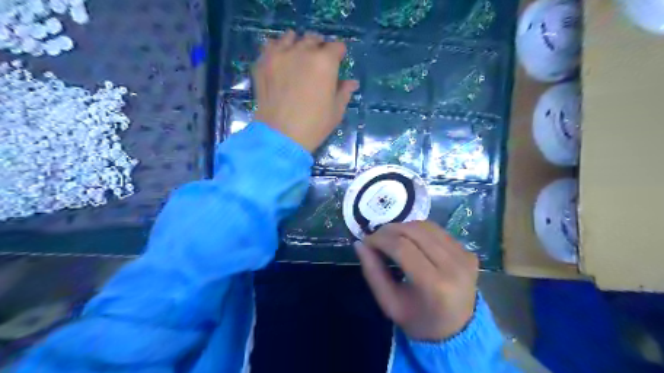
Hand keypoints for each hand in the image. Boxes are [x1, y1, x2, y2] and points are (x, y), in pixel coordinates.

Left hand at [253, 29, 357, 150]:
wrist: (281, 136)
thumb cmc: (314, 125)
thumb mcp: (336, 111)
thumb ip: (344, 92)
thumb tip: (352, 82)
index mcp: (325, 62)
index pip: (337, 47)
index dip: (339, 54)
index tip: (338, 62)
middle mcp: (303, 51)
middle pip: (313, 39)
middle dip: (319, 48)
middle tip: (318, 63)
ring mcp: (280, 55)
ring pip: (291, 37)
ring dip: (297, 44)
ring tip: (297, 58)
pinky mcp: (263, 62)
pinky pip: (271, 45)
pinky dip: (277, 49)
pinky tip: (280, 61)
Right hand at [355, 221, 480, 339]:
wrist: (458, 332)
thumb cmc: (419, 321)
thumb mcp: (389, 304)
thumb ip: (373, 273)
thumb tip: (359, 243)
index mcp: (435, 285)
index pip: (402, 247)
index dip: (380, 239)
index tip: (366, 241)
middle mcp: (454, 266)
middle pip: (415, 231)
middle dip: (389, 230)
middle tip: (375, 238)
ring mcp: (464, 256)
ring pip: (426, 226)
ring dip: (403, 227)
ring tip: (390, 238)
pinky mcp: (469, 252)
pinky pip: (437, 231)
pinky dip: (418, 231)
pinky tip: (409, 241)